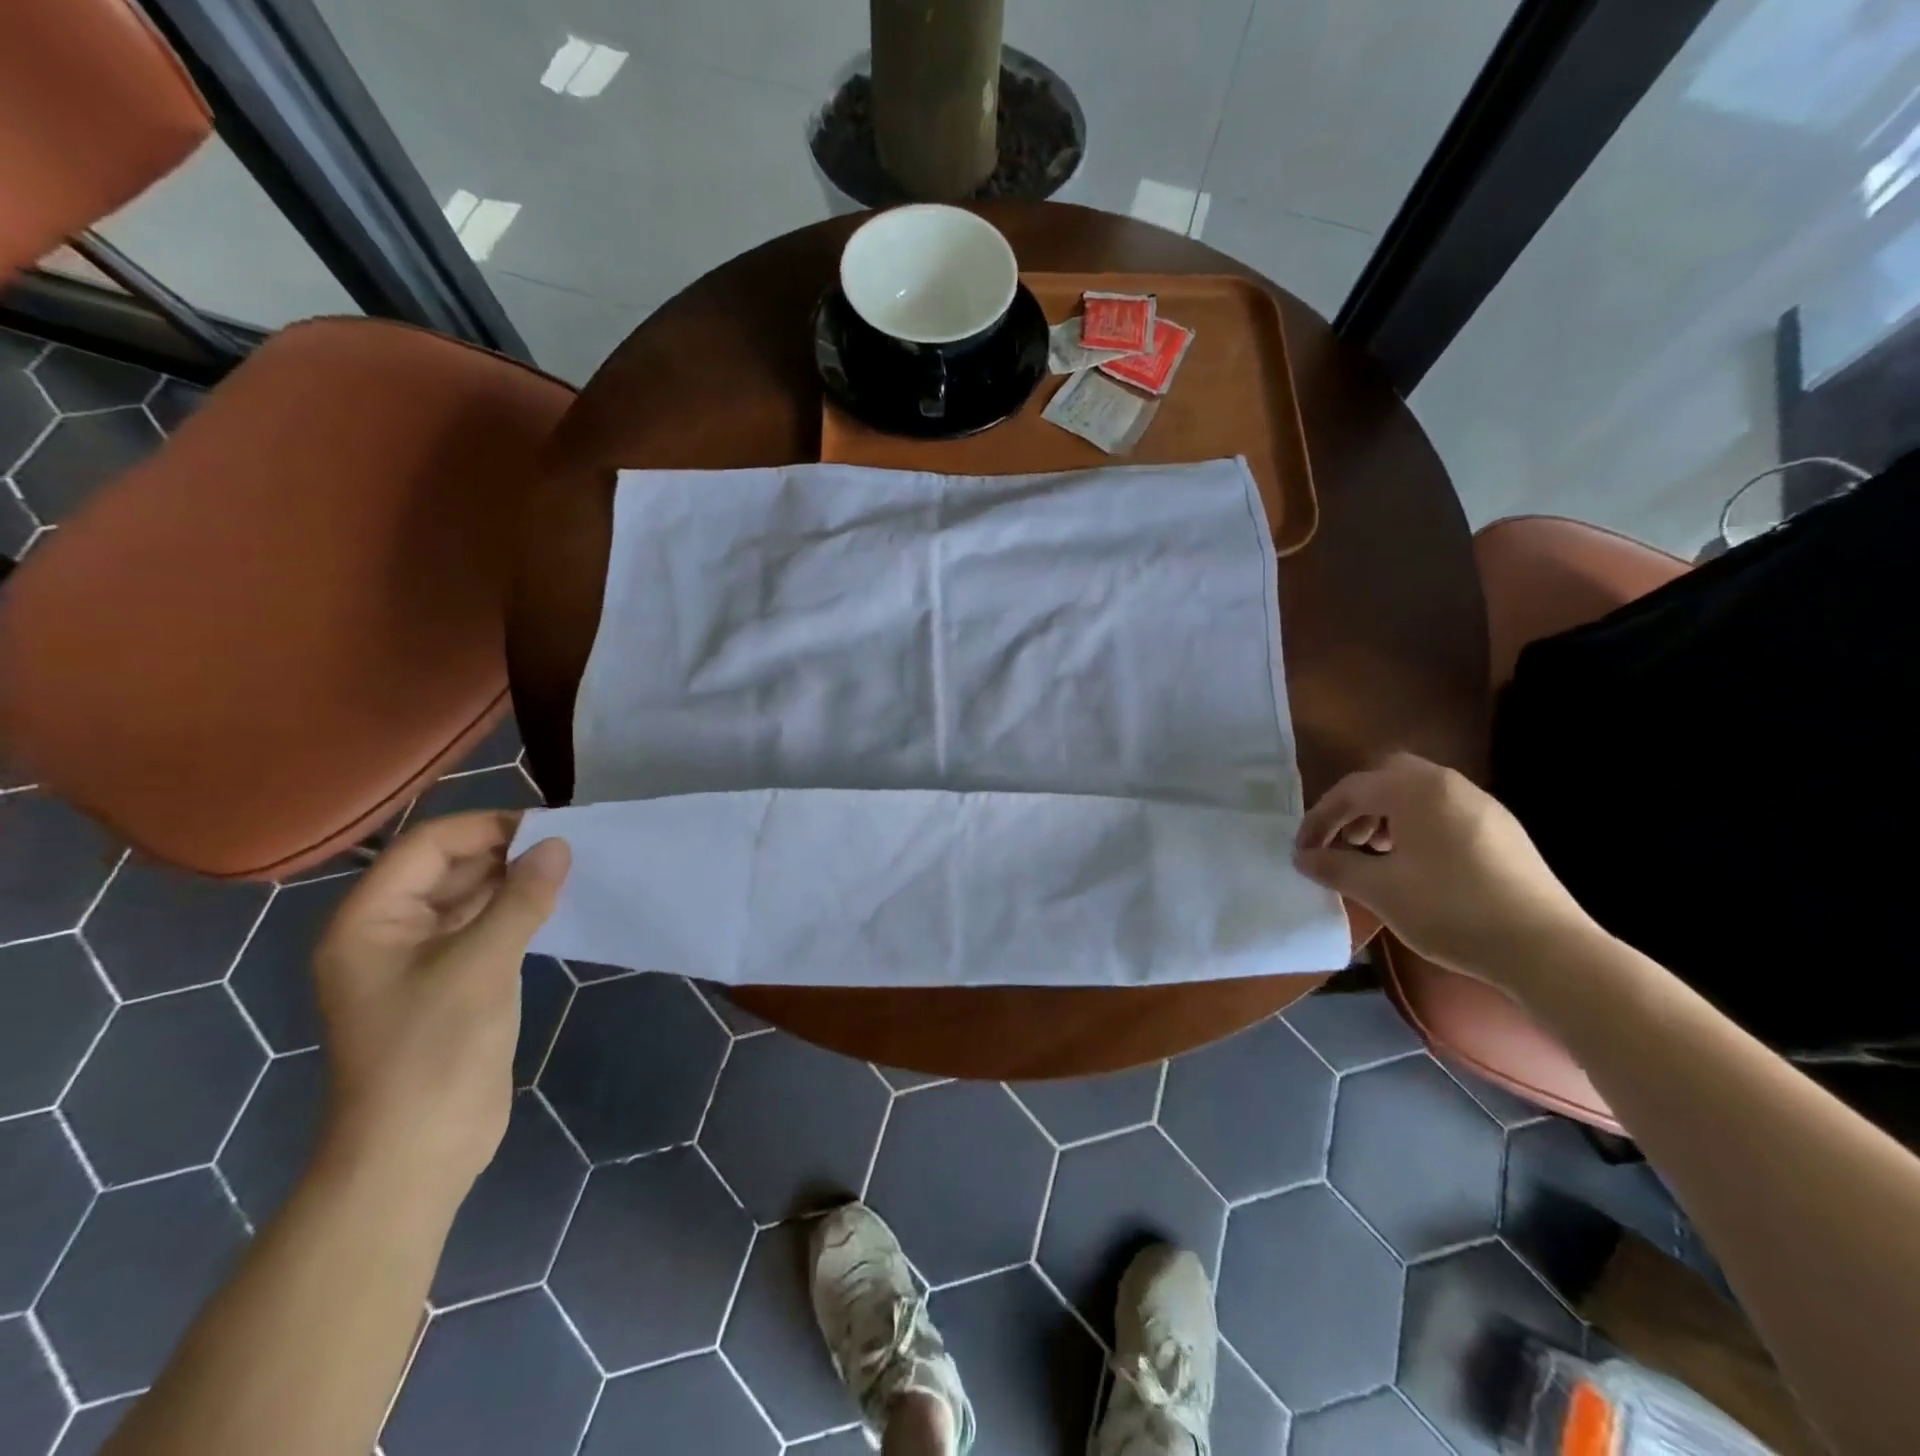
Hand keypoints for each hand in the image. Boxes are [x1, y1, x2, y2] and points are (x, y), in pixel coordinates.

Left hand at [311, 813, 569, 1204]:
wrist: (419, 1152)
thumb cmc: (435, 1052)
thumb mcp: (482, 966)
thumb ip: (521, 899)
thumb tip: (560, 845)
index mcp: (369, 921)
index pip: (428, 846)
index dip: (486, 827)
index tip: (549, 826)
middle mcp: (388, 931)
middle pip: (447, 867)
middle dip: (504, 852)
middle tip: (568, 845)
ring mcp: (419, 959)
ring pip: (468, 897)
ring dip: (513, 880)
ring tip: (568, 868)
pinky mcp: (450, 982)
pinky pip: (482, 927)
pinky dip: (516, 911)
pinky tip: (554, 904)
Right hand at [1293, 752, 1597, 984]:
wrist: (1547, 949)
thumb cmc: (1450, 910)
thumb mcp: (1380, 890)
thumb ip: (1334, 866)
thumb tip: (1303, 857)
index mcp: (1416, 790)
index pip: (1351, 790)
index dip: (1319, 819)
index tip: (1302, 851)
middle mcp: (1450, 785)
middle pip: (1386, 778)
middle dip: (1355, 807)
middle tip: (1342, 841)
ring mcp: (1482, 805)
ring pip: (1417, 794)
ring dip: (1385, 817)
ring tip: (1374, 855)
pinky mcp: (1502, 831)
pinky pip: (1443, 812)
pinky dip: (1415, 827)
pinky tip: (1415, 866)